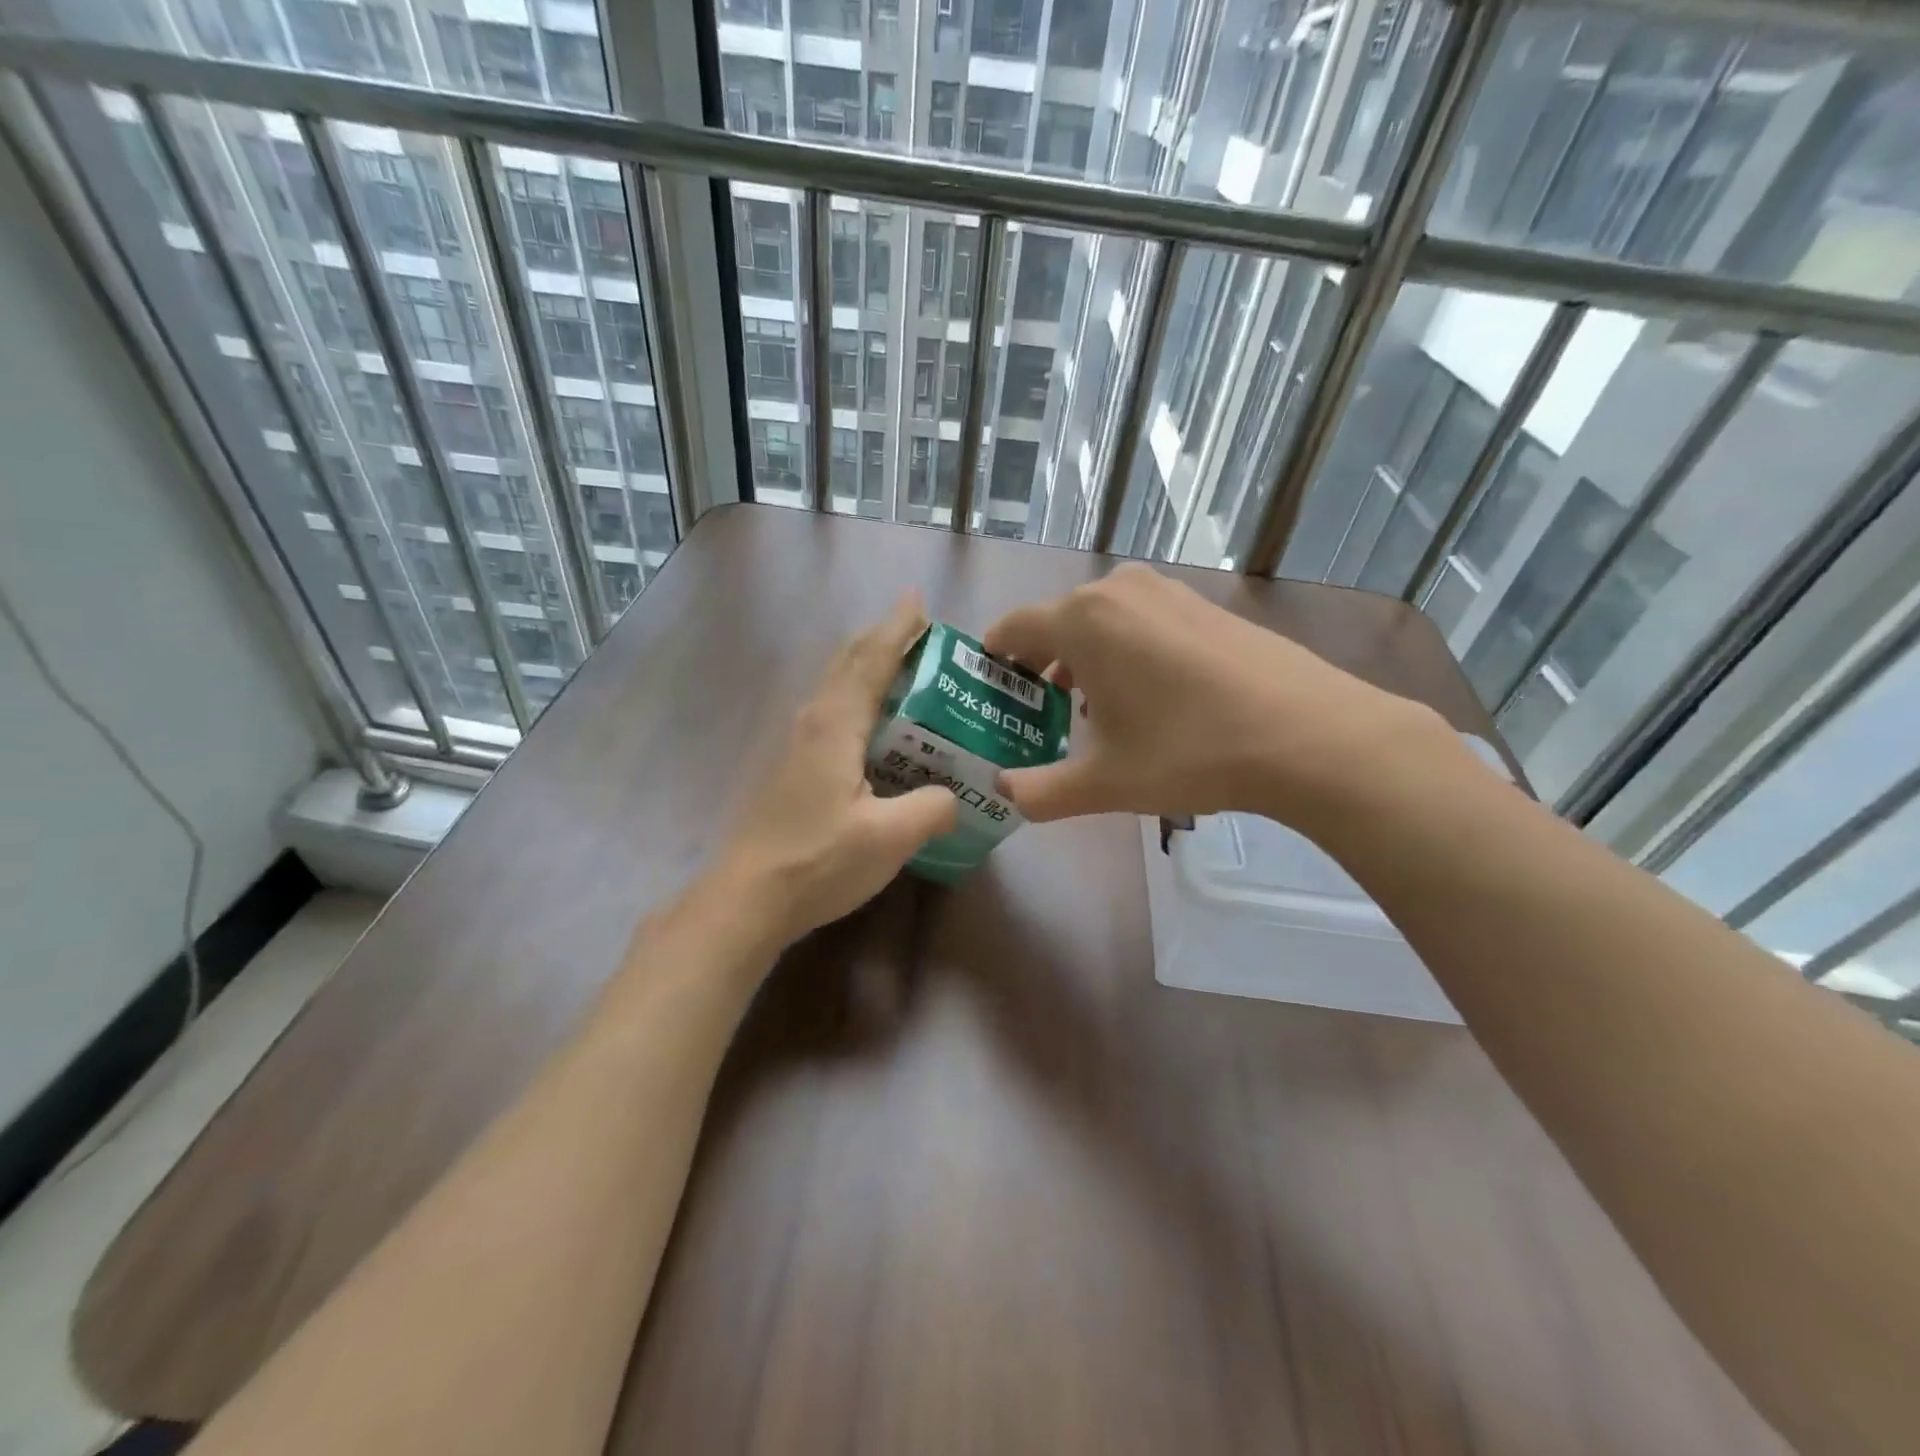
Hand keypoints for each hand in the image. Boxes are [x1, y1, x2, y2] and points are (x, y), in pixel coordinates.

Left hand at [716, 594, 957, 944]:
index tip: (918, 600)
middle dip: (881, 639)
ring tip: (903, 669)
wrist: (748, 898)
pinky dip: (857, 698)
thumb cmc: (819, 860)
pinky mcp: (793, 768)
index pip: (872, 660)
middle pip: (848, 663)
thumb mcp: (890, 837)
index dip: (897, 628)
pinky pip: (832, 712)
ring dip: (867, 667)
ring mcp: (797, 744)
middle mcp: (813, 722)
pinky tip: (874, 725)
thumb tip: (954, 797)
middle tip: (918, 631)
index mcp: (836, 724)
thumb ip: (932, 808)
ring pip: (836, 686)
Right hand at [982, 563, 1465, 830]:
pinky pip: (1139, 620)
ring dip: (1082, 659)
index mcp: (1082, 619)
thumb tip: (1003, 792)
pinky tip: (1144, 697)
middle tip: (1035, 714)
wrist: (1308, 734)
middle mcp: (1117, 590)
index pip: (1012, 628)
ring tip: (1087, 711)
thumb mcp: (1104, 783)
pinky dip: (1123, 650)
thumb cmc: (1190, 752)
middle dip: (1038, 666)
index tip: (989, 690)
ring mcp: (1165, 590)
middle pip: (1055, 623)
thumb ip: (1040, 791)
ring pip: (1099, 621)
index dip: (993, 659)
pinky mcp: (1202, 602)